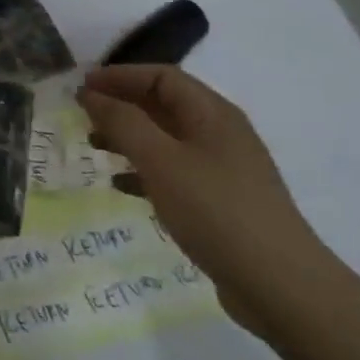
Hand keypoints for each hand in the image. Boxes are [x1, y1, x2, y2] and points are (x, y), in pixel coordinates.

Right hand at [75, 65, 332, 333]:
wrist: (278, 283)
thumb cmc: (215, 211)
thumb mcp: (161, 161)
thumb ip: (123, 123)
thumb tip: (91, 94)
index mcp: (212, 114)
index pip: (162, 77)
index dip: (120, 75)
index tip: (81, 87)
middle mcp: (220, 133)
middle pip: (164, 104)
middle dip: (122, 104)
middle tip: (82, 116)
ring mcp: (222, 168)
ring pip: (166, 138)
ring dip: (128, 136)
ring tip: (94, 147)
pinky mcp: (218, 200)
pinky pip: (173, 171)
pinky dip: (143, 170)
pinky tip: (120, 185)